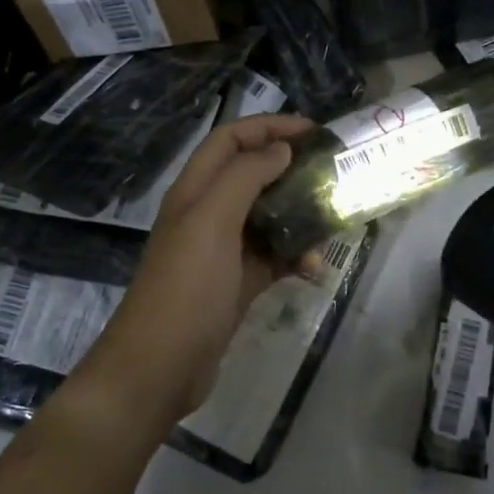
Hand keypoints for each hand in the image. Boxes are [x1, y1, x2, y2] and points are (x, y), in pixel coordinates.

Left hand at [80, 113, 314, 430]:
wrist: (160, 366)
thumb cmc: (186, 287)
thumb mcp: (212, 221)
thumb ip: (245, 177)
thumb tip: (280, 148)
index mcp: (195, 191)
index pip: (230, 140)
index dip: (268, 127)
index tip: (313, 131)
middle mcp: (207, 215)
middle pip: (251, 175)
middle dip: (290, 168)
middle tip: (331, 171)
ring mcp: (222, 252)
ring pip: (267, 217)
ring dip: (299, 215)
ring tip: (333, 219)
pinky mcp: (236, 284)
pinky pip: (272, 258)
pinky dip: (295, 258)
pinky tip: (315, 268)